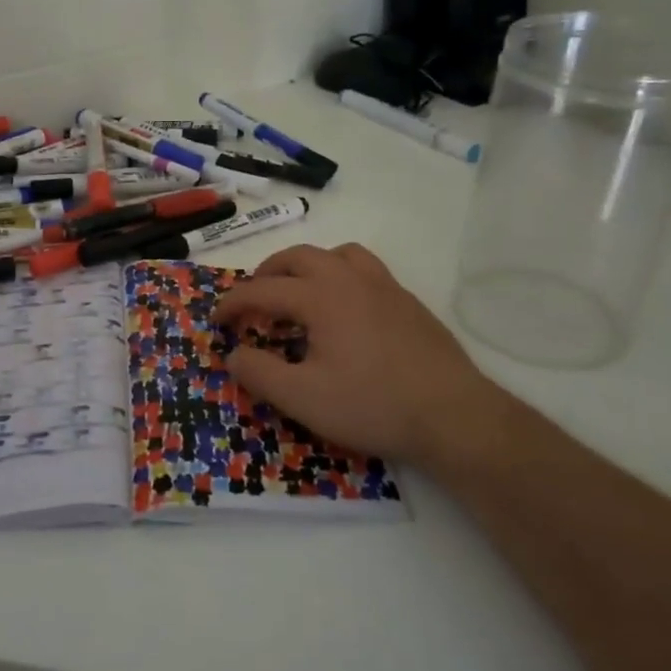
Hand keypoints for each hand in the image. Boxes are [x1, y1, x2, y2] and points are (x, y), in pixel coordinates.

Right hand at [211, 243, 515, 473]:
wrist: (454, 415)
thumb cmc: (372, 405)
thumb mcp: (302, 398)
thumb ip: (259, 373)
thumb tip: (233, 354)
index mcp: (320, 296)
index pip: (262, 290)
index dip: (233, 304)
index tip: (216, 320)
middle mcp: (349, 279)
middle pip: (297, 257)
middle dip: (267, 274)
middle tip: (253, 300)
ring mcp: (384, 286)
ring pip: (336, 254)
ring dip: (307, 266)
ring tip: (298, 292)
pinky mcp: (408, 301)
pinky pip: (364, 269)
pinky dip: (340, 276)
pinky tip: (345, 310)